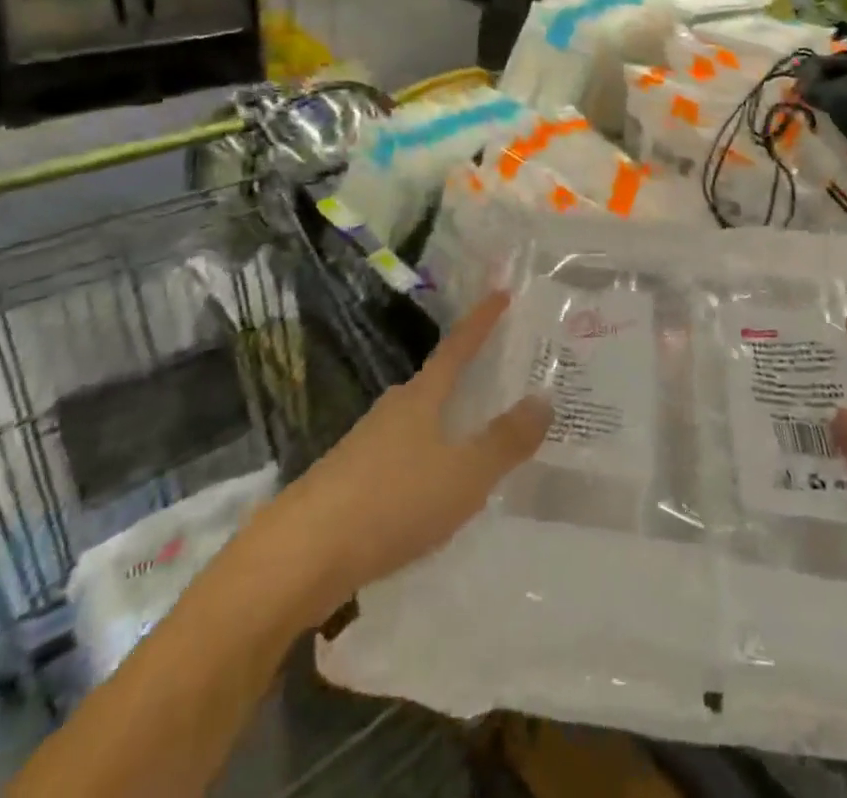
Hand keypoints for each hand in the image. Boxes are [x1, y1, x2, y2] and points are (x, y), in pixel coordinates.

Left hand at [280, 292, 549, 618]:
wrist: (302, 554)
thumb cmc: (393, 501)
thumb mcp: (465, 474)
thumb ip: (506, 440)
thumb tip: (544, 398)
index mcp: (422, 397)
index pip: (459, 346)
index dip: (482, 320)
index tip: (501, 292)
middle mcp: (393, 409)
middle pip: (435, 382)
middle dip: (465, 375)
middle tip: (498, 375)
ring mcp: (366, 444)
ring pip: (417, 423)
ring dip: (445, 423)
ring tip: (474, 439)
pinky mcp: (350, 481)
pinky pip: (401, 458)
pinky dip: (425, 461)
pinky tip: (433, 491)